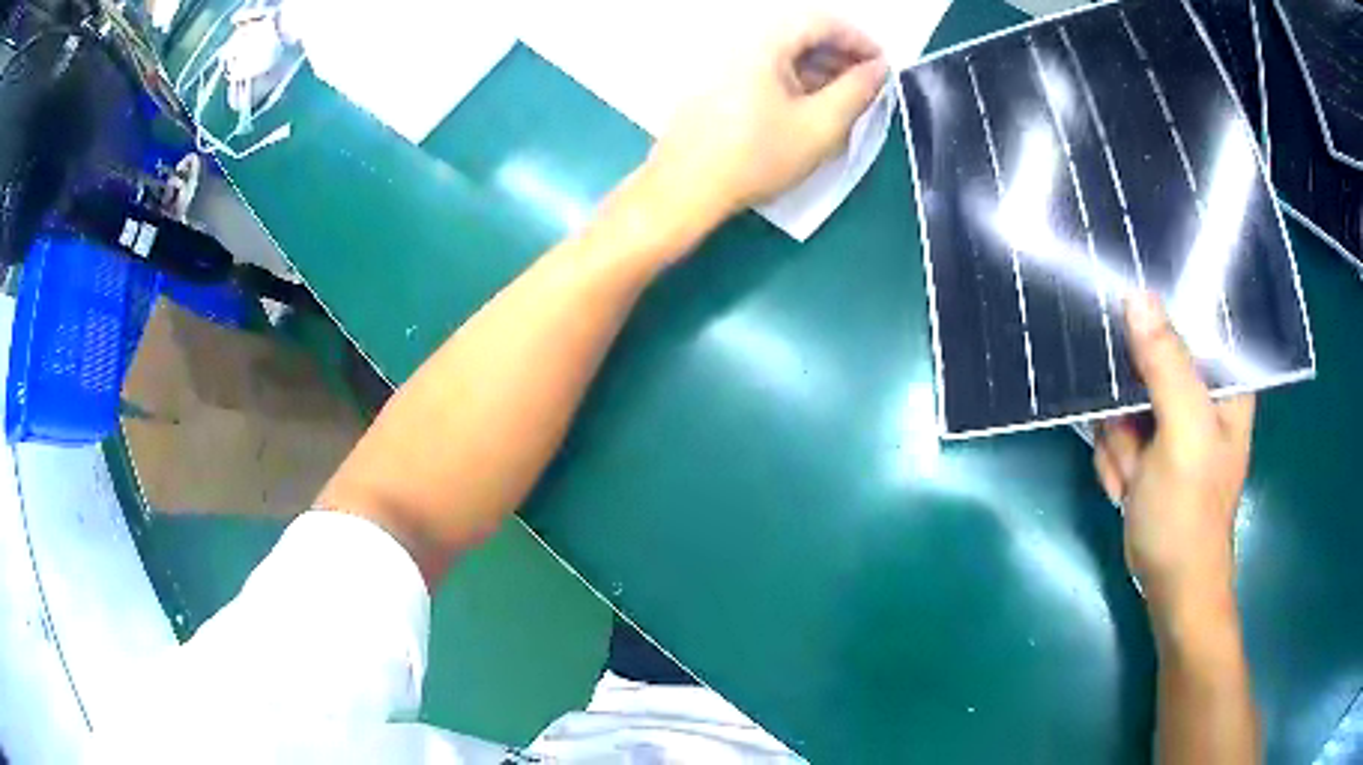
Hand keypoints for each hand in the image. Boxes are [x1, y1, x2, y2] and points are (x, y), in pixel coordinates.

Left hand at [644, 16, 888, 224]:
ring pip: (784, 53)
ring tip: (846, 101)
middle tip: (869, 85)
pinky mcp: (717, 83)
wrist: (685, 188)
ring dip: (820, 69)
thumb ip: (857, 92)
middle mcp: (741, 42)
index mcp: (764, 43)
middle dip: (841, 55)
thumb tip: (879, 69)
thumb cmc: (755, 158)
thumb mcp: (820, 127)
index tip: (883, 66)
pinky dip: (795, 80)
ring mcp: (725, 62)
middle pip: (801, 34)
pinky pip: (765, 68)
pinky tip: (811, 108)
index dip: (859, 40)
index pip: (822, 21)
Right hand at [1094, 293, 1254, 625]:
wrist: (1170, 585)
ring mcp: (1169, 415)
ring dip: (1118, 439)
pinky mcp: (1146, 440)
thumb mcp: (1184, 434)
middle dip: (1127, 402)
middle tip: (1136, 442)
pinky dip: (1113, 458)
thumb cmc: (1190, 513)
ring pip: (1121, 392)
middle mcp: (1198, 387)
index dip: (1156, 311)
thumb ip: (1167, 367)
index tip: (1125, 319)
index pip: (1190, 313)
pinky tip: (1130, 486)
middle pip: (1146, 351)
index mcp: (1224, 375)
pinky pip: (1111, 425)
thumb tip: (1137, 296)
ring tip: (1137, 477)